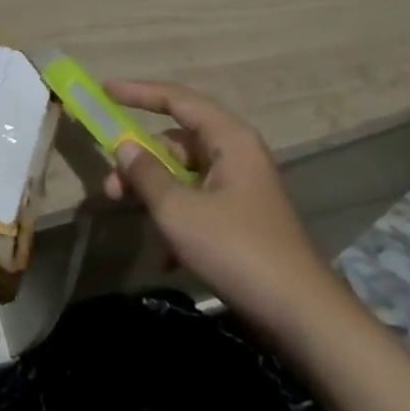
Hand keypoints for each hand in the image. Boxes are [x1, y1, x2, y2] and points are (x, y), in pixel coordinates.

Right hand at [102, 79, 334, 329]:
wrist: (304, 319)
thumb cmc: (238, 250)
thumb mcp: (179, 210)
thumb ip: (145, 173)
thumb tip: (124, 146)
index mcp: (228, 139)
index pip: (176, 99)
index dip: (138, 92)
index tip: (105, 91)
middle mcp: (236, 154)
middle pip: (176, 141)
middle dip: (140, 161)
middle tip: (111, 185)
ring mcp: (241, 188)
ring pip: (184, 175)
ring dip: (155, 194)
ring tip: (131, 217)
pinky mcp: (242, 220)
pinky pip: (198, 203)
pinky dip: (176, 220)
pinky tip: (164, 256)